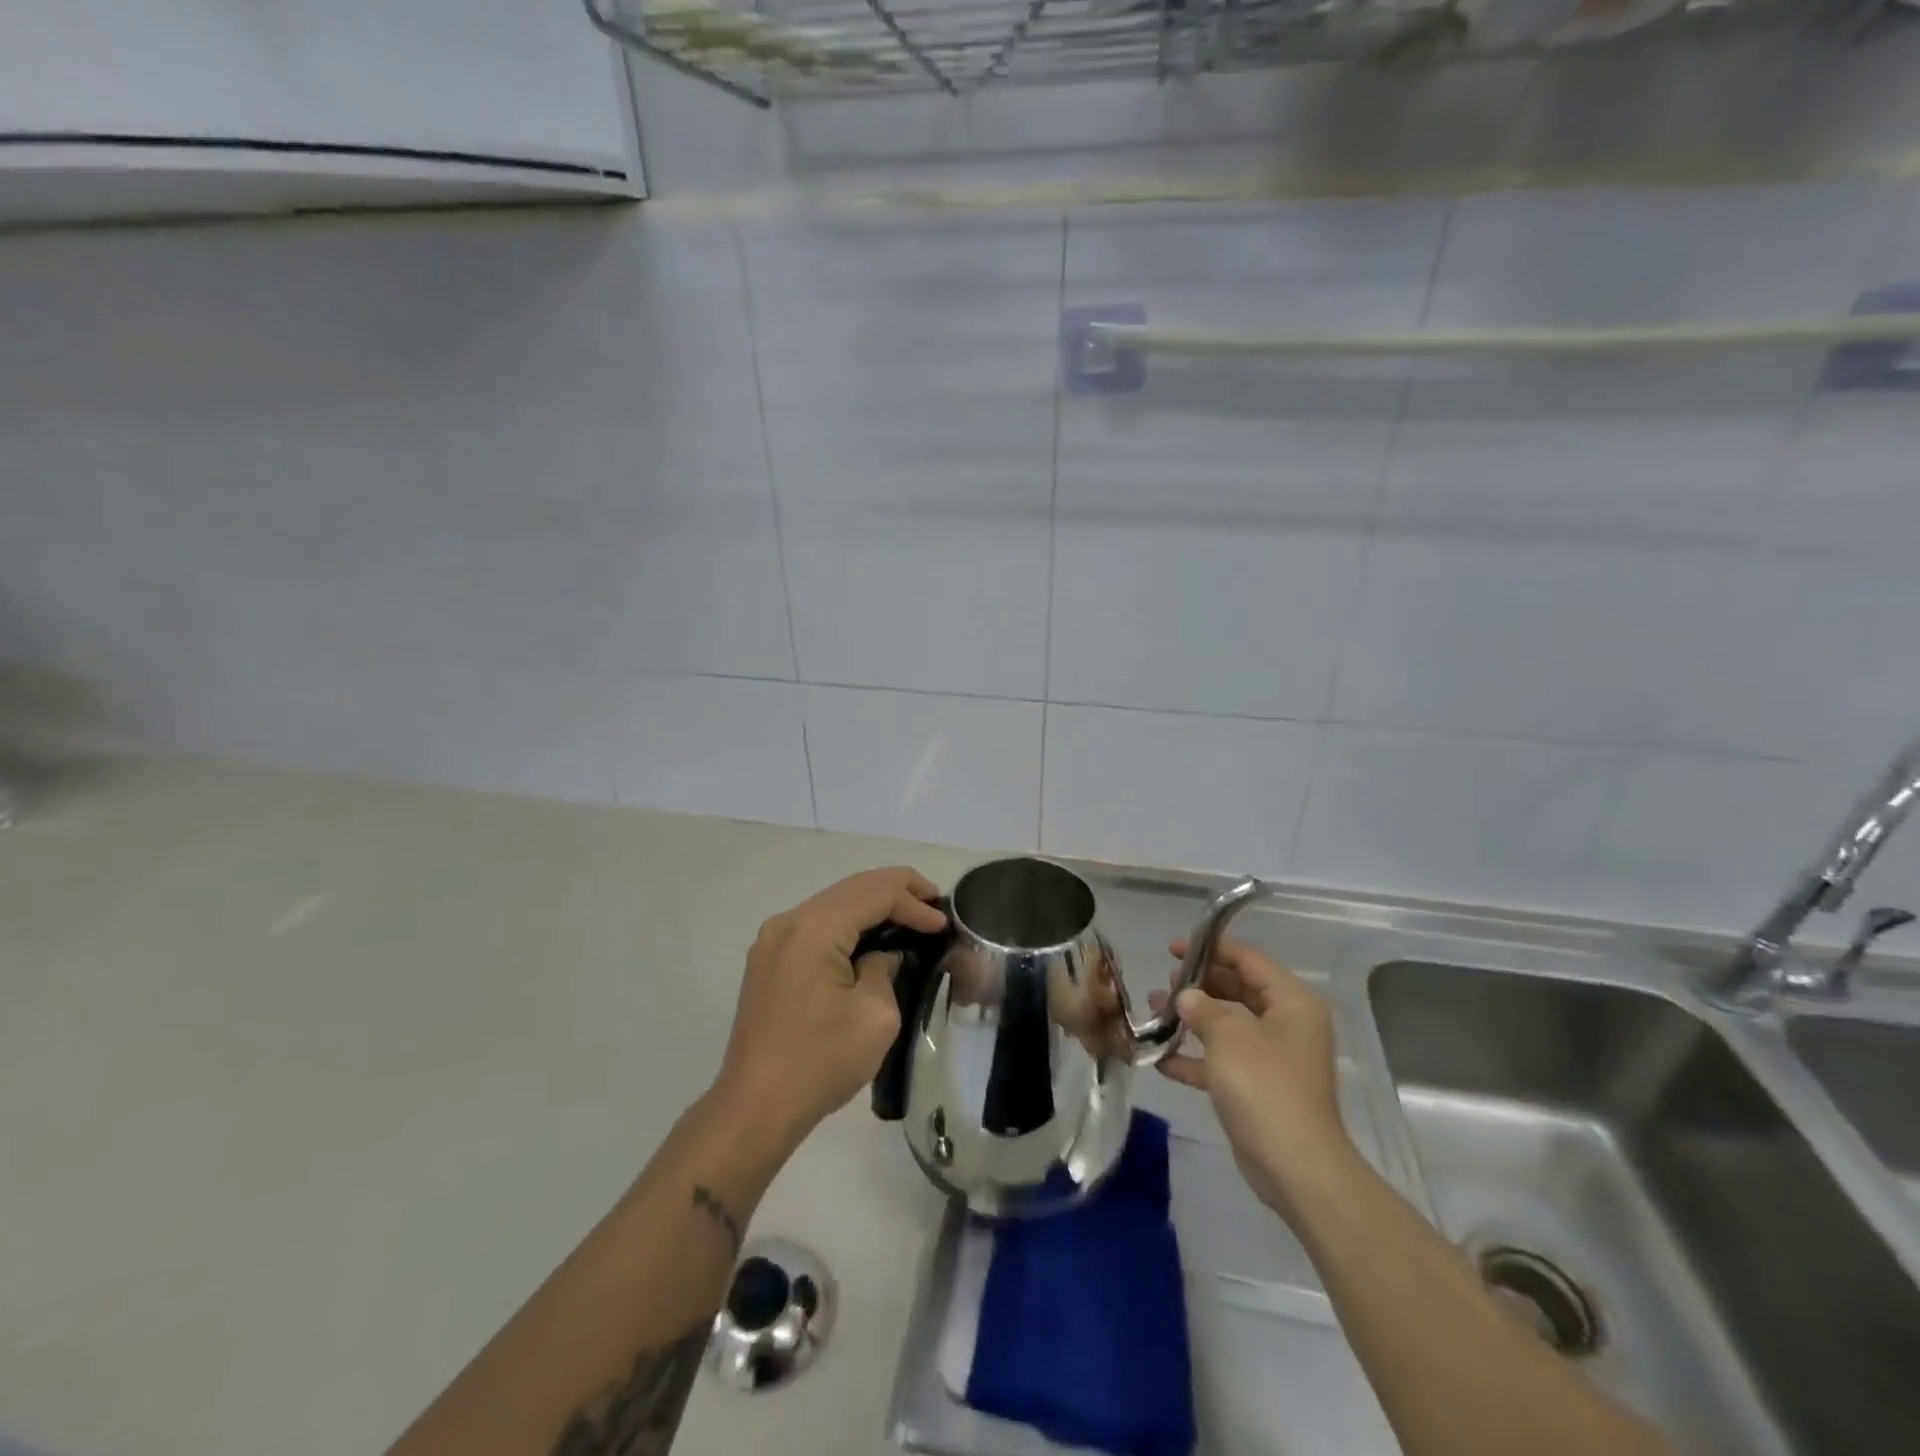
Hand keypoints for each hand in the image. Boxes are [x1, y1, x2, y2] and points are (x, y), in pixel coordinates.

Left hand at [713, 866, 946, 1145]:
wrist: (755, 1108)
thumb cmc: (820, 1063)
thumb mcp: (875, 1016)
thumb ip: (886, 969)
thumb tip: (883, 955)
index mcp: (814, 929)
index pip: (875, 894)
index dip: (914, 903)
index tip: (943, 923)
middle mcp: (789, 921)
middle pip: (852, 887)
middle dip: (897, 889)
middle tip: (934, 901)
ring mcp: (773, 938)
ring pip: (834, 901)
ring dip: (873, 903)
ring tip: (911, 913)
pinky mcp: (769, 958)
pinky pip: (817, 923)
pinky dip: (849, 921)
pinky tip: (872, 934)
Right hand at [1150, 937, 1353, 1217]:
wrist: (1295, 1166)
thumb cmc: (1265, 1086)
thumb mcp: (1228, 1035)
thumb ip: (1203, 1007)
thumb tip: (1186, 997)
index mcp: (1291, 1002)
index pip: (1249, 959)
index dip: (1211, 949)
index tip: (1172, 949)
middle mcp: (1286, 1024)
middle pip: (1238, 989)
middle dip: (1199, 985)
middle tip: (1164, 982)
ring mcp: (1273, 1059)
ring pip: (1228, 1025)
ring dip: (1192, 1019)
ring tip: (1154, 1012)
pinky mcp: (1258, 1089)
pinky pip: (1222, 1061)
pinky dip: (1195, 1057)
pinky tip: (1160, 1057)